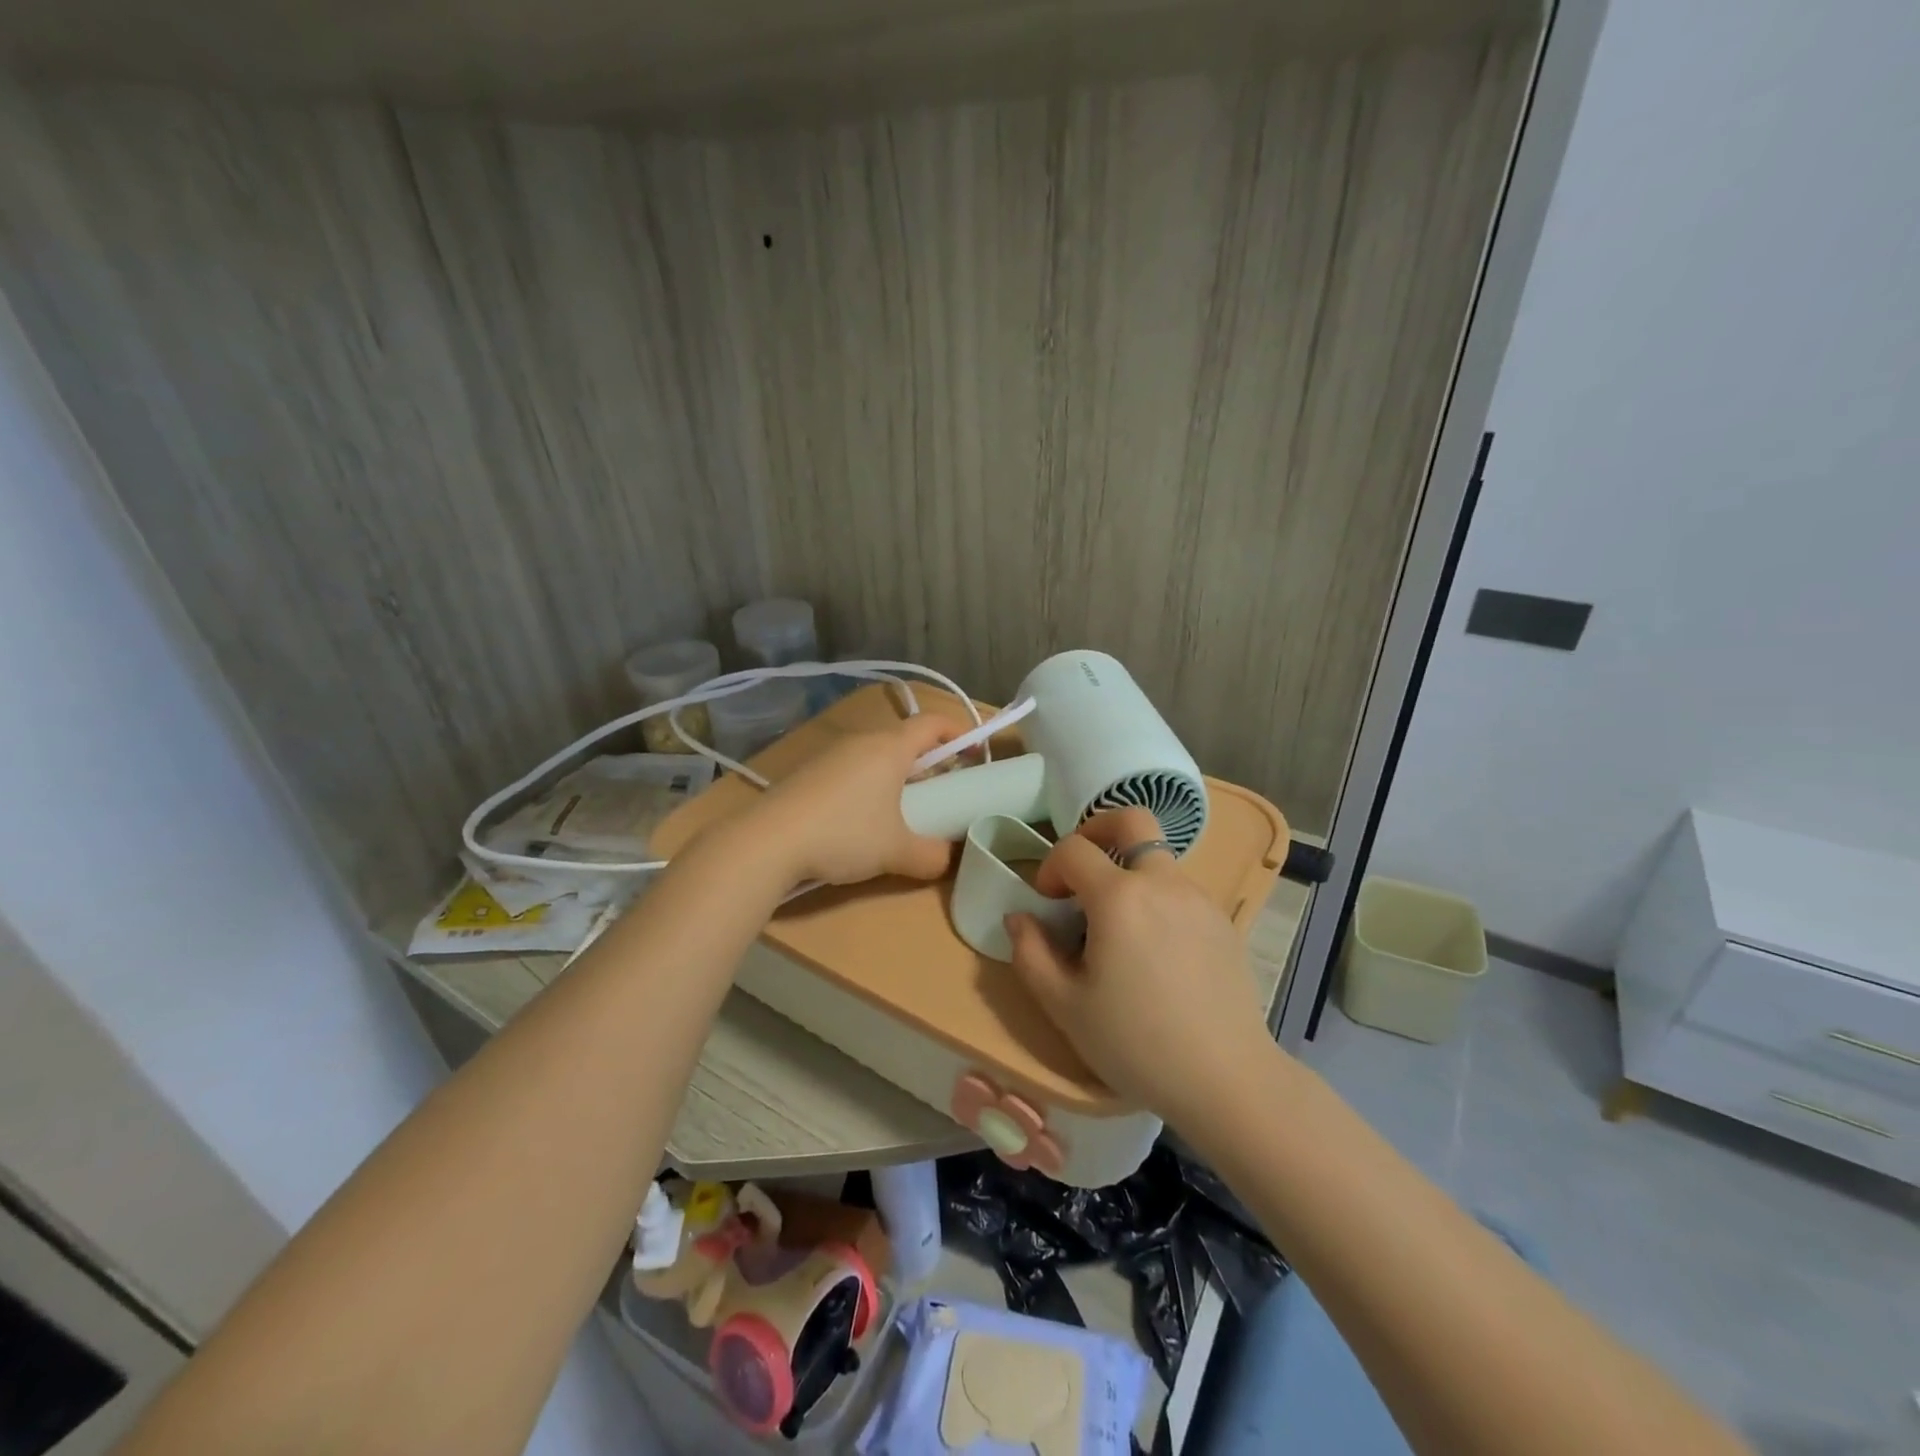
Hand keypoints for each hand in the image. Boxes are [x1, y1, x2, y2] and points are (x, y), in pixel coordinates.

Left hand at [746, 714, 958, 886]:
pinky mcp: (808, 775)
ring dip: (897, 775)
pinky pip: (851, 770)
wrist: (767, 842)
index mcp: (889, 748)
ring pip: (876, 756)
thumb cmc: (844, 834)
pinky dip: (869, 786)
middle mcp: (860, 742)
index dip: (959, 732)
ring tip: (905, 809)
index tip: (975, 755)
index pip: (932, 723)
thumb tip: (948, 859)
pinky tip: (863, 820)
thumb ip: (932, 855)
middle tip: (943, 790)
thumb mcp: (897, 851)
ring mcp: (830, 756)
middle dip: (930, 761)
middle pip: (904, 739)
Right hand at [1005, 807, 1279, 1123]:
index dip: (1050, 866)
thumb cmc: (1136, 1043)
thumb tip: (1019, 917)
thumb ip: (1029, 953)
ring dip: (1129, 872)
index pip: (1073, 849)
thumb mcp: (1065, 1006)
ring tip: (1118, 926)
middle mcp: (1162, 883)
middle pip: (1132, 820)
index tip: (1046, 902)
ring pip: (1157, 858)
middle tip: (1082, 868)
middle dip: (1097, 829)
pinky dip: (1157, 899)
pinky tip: (1155, 951)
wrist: (1226, 1080)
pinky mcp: (1223, 921)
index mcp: (1119, 897)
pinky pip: (1180, 891)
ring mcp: (1199, 899)